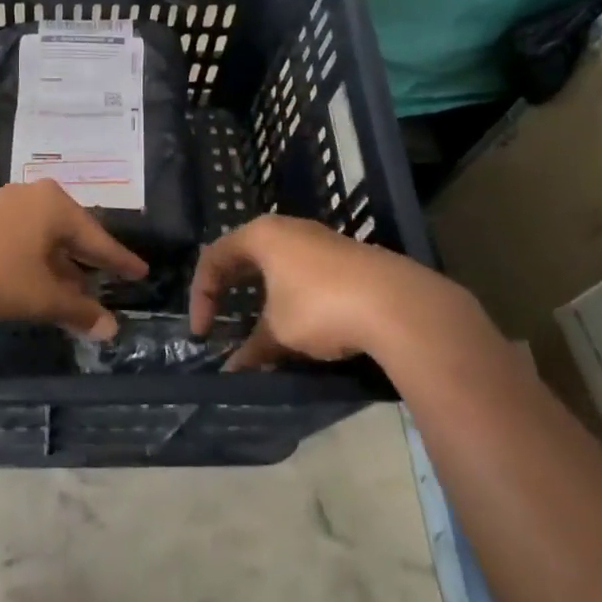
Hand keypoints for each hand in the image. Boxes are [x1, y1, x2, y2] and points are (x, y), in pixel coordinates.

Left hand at [0, 181, 148, 338]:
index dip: (120, 261)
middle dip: (88, 263)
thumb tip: (111, 330)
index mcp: (55, 206)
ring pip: (45, 239)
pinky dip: (37, 262)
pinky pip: (24, 239)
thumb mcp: (41, 297)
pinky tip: (39, 283)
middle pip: (72, 234)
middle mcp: (34, 197)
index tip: (141, 272)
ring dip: (61, 267)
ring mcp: (5, 205)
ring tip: (77, 291)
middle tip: (111, 280)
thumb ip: (78, 311)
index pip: (98, 239)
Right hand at [189, 214, 497, 371]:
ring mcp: (323, 241)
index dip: (201, 297)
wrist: (400, 306)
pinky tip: (303, 326)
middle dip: (230, 292)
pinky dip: (293, 298)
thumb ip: (252, 350)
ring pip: (279, 266)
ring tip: (262, 329)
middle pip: (245, 257)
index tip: (203, 334)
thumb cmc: (322, 308)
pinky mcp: (350, 259)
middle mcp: (290, 229)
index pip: (214, 259)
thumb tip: (232, 372)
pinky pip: (306, 275)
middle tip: (221, 321)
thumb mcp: (279, 333)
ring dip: (264, 298)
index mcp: (262, 235)